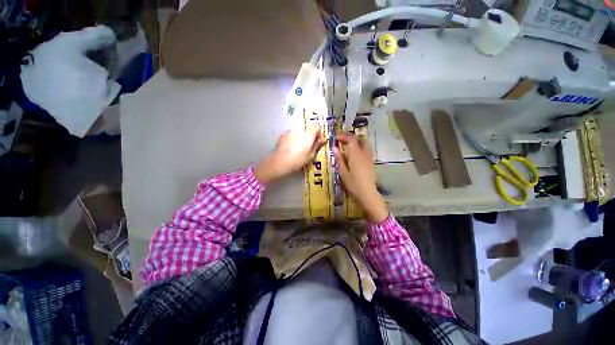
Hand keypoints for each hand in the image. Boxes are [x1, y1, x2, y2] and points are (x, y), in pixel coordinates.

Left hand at [255, 124, 325, 183]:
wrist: (281, 162)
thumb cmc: (298, 160)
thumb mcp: (311, 155)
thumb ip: (317, 145)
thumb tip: (323, 139)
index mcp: (309, 135)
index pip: (317, 126)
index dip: (318, 133)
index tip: (317, 141)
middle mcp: (300, 130)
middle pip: (307, 131)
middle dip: (309, 137)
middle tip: (307, 148)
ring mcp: (290, 132)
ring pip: (299, 133)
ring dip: (300, 138)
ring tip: (297, 150)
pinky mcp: (283, 135)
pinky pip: (291, 136)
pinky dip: (292, 140)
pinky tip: (290, 149)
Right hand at [334, 133, 387, 222]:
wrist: (368, 193)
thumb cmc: (353, 184)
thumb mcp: (343, 172)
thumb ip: (339, 159)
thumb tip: (335, 148)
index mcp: (356, 154)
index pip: (351, 139)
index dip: (343, 136)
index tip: (336, 138)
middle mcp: (364, 153)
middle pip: (360, 139)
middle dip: (351, 136)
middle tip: (342, 139)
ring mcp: (369, 157)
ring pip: (365, 143)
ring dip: (356, 141)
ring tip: (348, 144)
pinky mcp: (371, 162)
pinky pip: (366, 149)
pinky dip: (360, 146)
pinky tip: (354, 153)